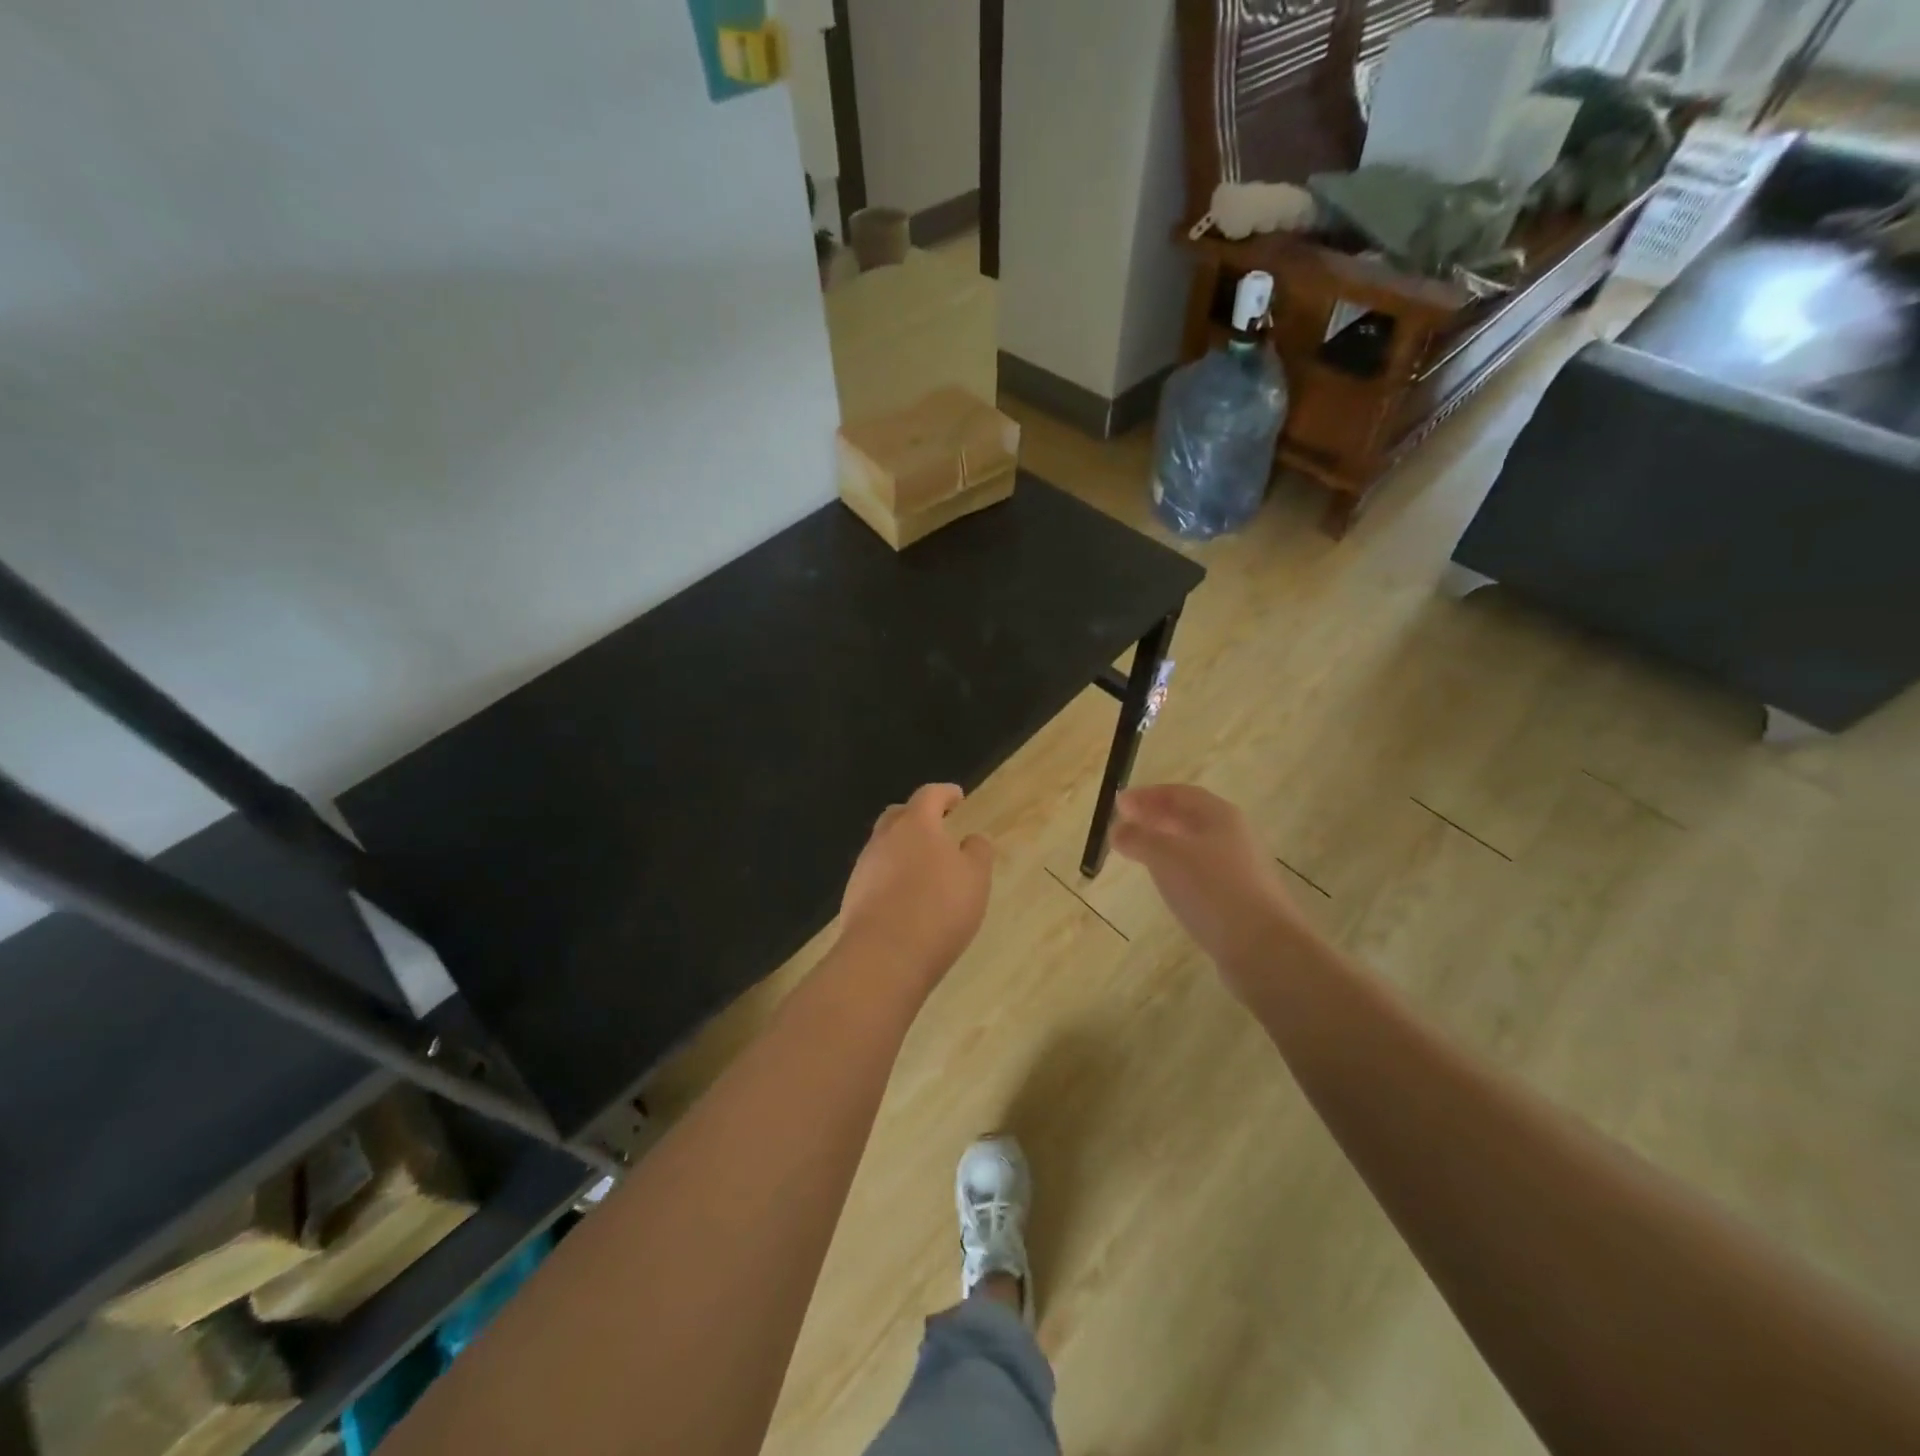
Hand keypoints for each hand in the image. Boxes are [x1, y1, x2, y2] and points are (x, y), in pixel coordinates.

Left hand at [839, 784, 993, 984]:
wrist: (884, 957)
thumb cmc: (939, 908)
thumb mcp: (975, 879)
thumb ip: (977, 852)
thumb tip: (972, 839)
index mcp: (916, 825)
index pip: (929, 795)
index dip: (945, 793)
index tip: (958, 796)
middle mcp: (884, 839)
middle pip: (898, 816)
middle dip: (917, 816)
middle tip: (936, 826)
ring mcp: (864, 868)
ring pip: (884, 846)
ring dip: (903, 849)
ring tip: (923, 866)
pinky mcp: (853, 896)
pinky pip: (876, 875)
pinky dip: (892, 876)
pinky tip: (906, 897)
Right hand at [1113, 784, 1308, 995]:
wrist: (1262, 947)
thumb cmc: (1212, 889)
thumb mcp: (1165, 856)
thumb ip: (1138, 838)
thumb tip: (1117, 829)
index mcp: (1219, 815)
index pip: (1179, 793)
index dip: (1147, 795)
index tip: (1119, 804)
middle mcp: (1233, 835)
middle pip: (1190, 817)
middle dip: (1156, 816)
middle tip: (1126, 824)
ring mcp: (1238, 868)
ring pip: (1195, 845)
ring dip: (1166, 842)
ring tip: (1140, 851)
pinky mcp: (1238, 897)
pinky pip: (1201, 871)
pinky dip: (1177, 867)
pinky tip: (1166, 882)